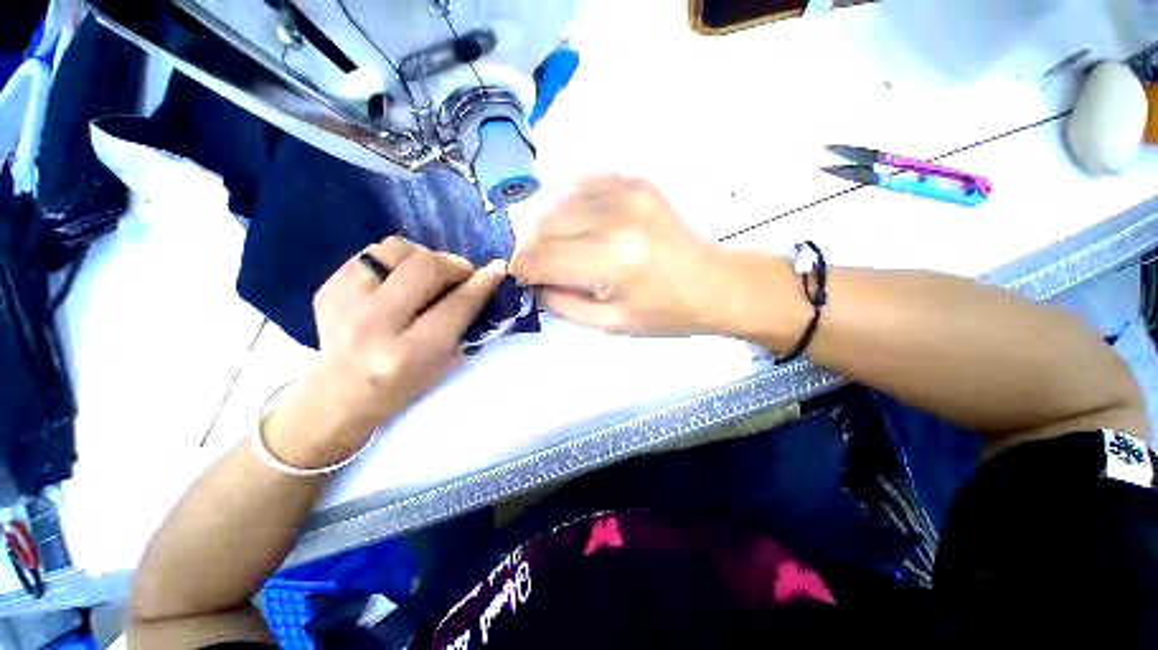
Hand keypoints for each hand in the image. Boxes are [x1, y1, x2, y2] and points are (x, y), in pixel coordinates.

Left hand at [265, 237, 505, 467]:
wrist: (338, 395)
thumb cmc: (402, 387)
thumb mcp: (444, 365)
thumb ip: (464, 323)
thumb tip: (482, 282)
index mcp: (409, 352)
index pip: (456, 305)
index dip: (482, 283)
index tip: (497, 270)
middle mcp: (375, 323)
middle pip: (426, 267)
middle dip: (455, 265)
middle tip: (463, 275)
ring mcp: (345, 302)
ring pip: (397, 249)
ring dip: (424, 257)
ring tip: (430, 274)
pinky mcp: (328, 288)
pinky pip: (373, 253)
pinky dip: (396, 260)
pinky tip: (400, 278)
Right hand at [510, 176, 736, 335]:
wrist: (715, 284)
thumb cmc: (666, 313)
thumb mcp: (611, 324)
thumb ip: (563, 304)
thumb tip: (534, 283)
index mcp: (614, 259)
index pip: (542, 257)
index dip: (522, 268)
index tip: (520, 277)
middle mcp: (617, 216)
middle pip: (545, 224)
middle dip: (533, 248)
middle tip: (541, 267)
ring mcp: (628, 191)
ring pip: (559, 201)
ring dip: (550, 227)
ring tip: (561, 249)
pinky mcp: (636, 181)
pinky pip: (584, 184)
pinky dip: (571, 205)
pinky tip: (581, 225)